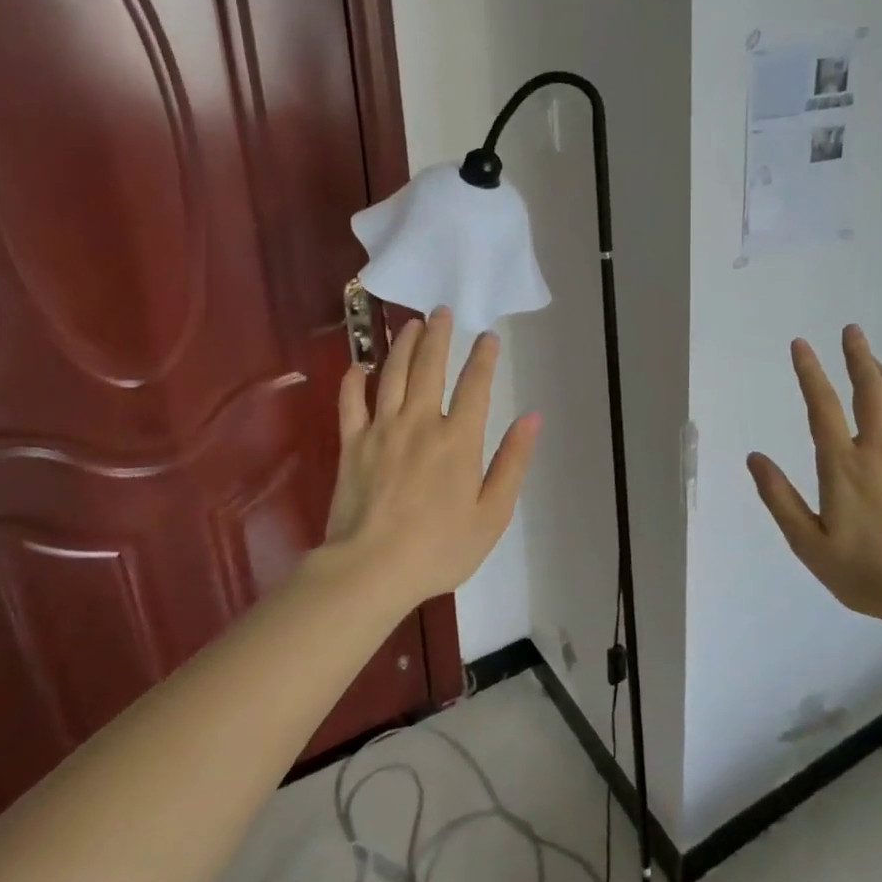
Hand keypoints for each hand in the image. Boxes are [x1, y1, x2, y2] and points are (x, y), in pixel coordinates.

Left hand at [324, 307, 540, 607]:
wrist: (371, 570)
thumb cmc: (439, 548)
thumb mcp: (493, 513)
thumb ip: (513, 461)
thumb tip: (532, 417)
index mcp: (459, 439)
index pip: (475, 385)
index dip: (484, 357)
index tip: (488, 336)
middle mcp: (421, 423)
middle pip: (430, 367)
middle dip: (438, 335)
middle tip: (441, 311)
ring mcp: (382, 430)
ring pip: (392, 375)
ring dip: (402, 345)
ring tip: (410, 324)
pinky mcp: (351, 445)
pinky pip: (350, 404)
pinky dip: (354, 382)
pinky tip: (359, 367)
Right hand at [747, 325, 881, 632]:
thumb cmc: (867, 574)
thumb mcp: (809, 545)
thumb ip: (780, 498)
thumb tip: (755, 458)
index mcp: (843, 465)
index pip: (822, 406)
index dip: (809, 372)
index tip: (801, 344)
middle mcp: (878, 450)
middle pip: (869, 390)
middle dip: (857, 356)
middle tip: (852, 331)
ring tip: (873, 360)